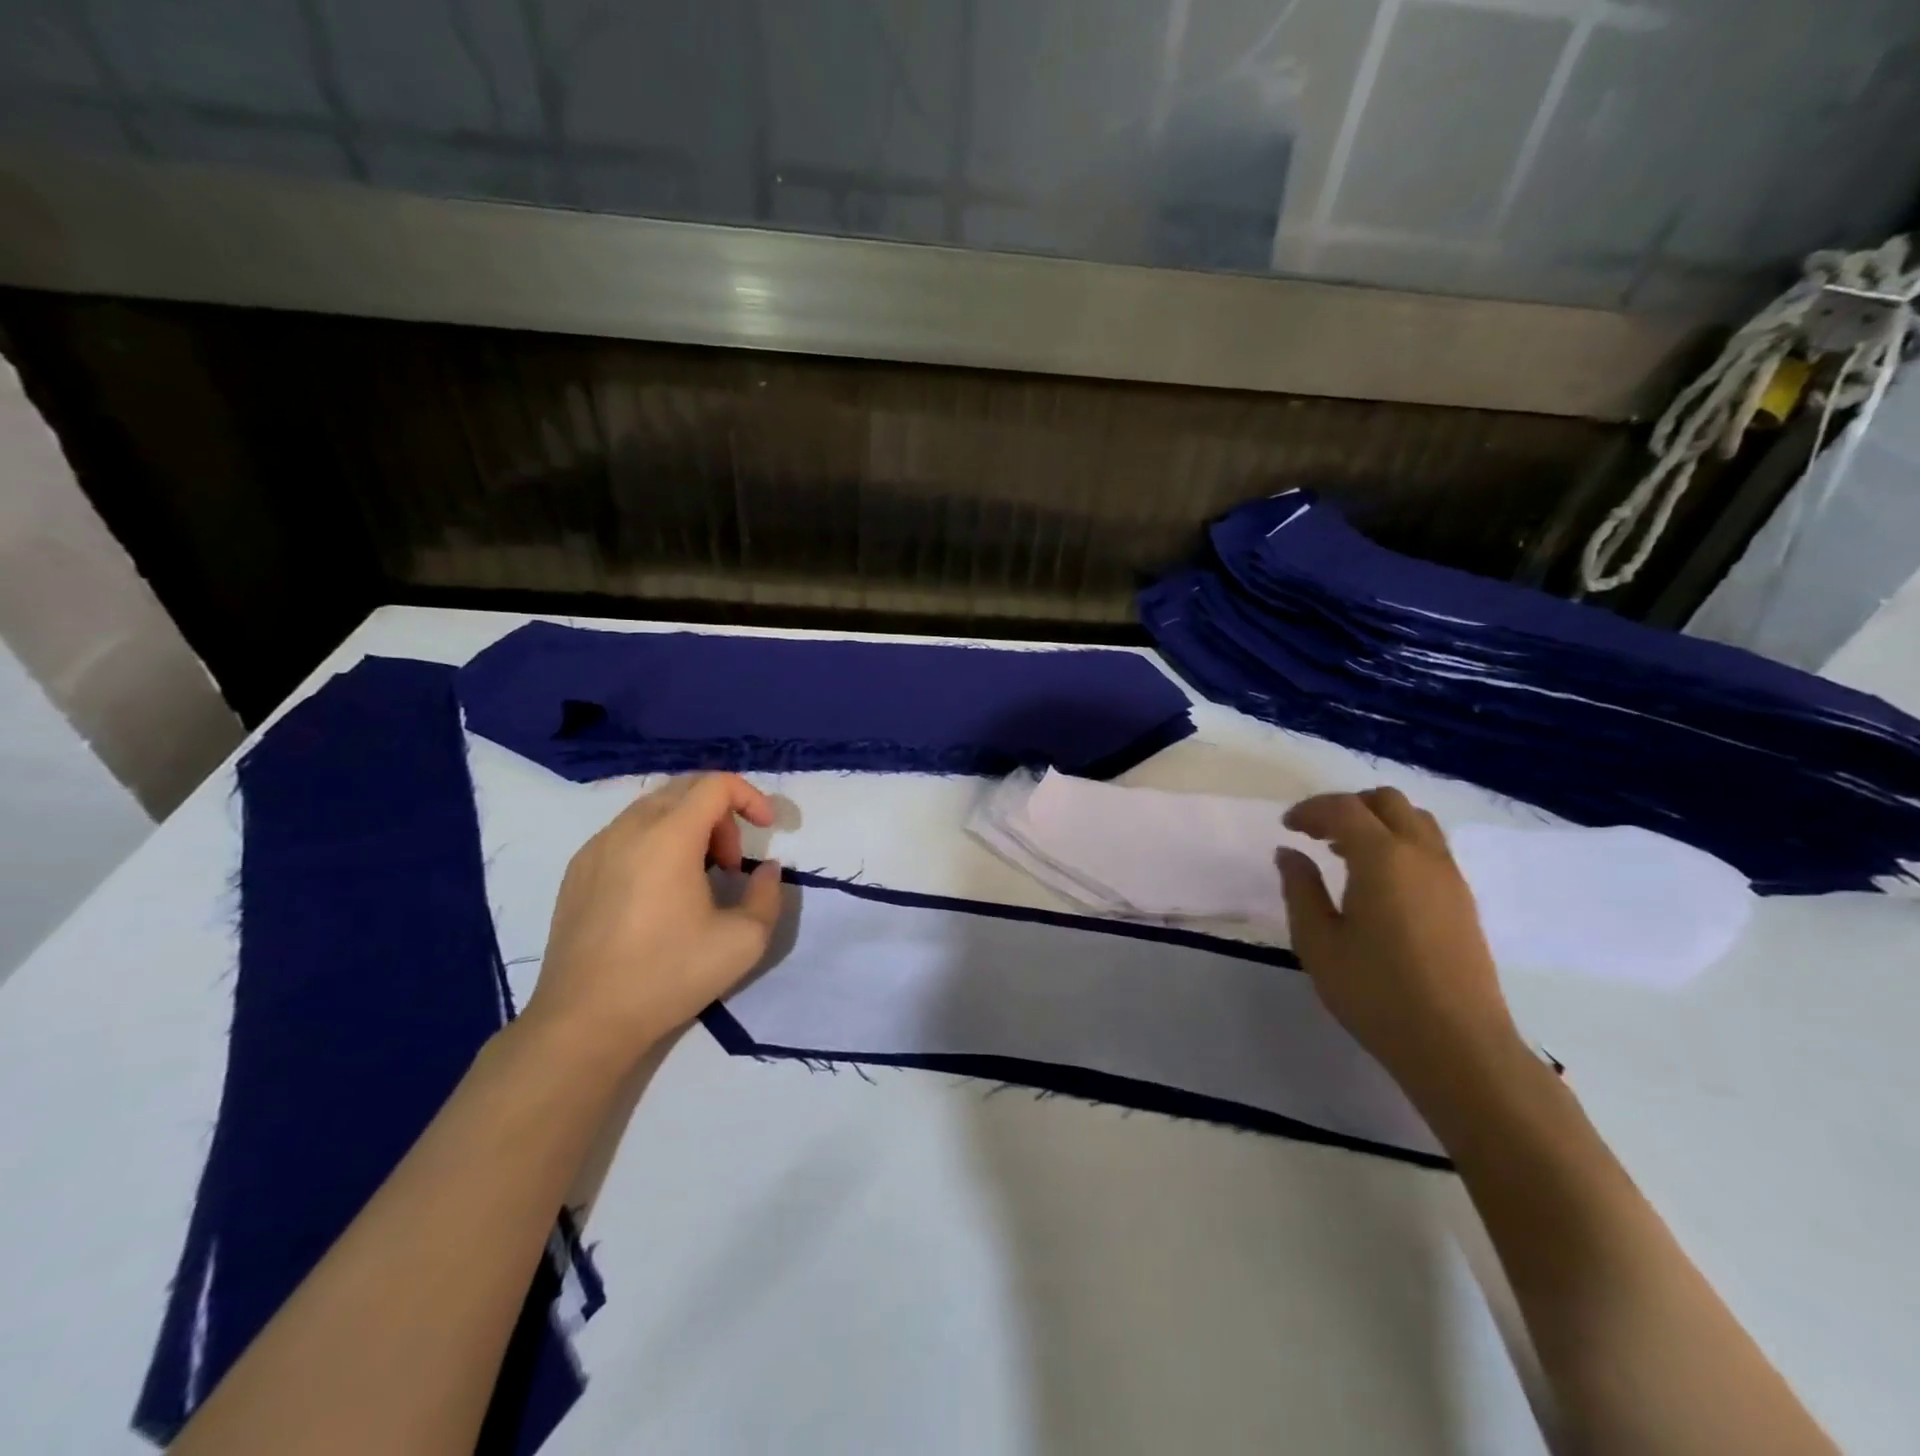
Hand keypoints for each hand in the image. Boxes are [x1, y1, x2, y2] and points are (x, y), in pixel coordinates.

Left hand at [524, 773, 783, 1065]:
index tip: (767, 830)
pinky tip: (660, 890)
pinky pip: (625, 832)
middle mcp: (628, 829)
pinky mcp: (577, 870)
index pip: (715, 784)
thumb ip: (768, 895)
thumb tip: (766, 870)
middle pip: (684, 789)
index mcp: (668, 837)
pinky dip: (656, 840)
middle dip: (721, 814)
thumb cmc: (668, 976)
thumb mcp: (743, 941)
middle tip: (732, 862)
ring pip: (653, 808)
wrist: (584, 1021)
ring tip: (699, 876)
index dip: (750, 796)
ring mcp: (596, 847)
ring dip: (688, 826)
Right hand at [1276, 788, 1522, 1098]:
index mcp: (1382, 858)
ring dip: (1377, 822)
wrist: (1457, 1045)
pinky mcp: (1463, 900)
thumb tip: (1290, 853)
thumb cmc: (1375, 992)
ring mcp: (1449, 876)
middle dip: (1347, 807)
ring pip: (1415, 820)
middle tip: (1316, 834)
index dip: (1310, 810)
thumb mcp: (1318, 942)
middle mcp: (1421, 855)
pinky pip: (1430, 847)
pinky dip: (1399, 843)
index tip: (1287, 827)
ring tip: (1345, 853)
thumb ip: (1300, 889)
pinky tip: (1377, 881)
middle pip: (1386, 802)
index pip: (1344, 808)